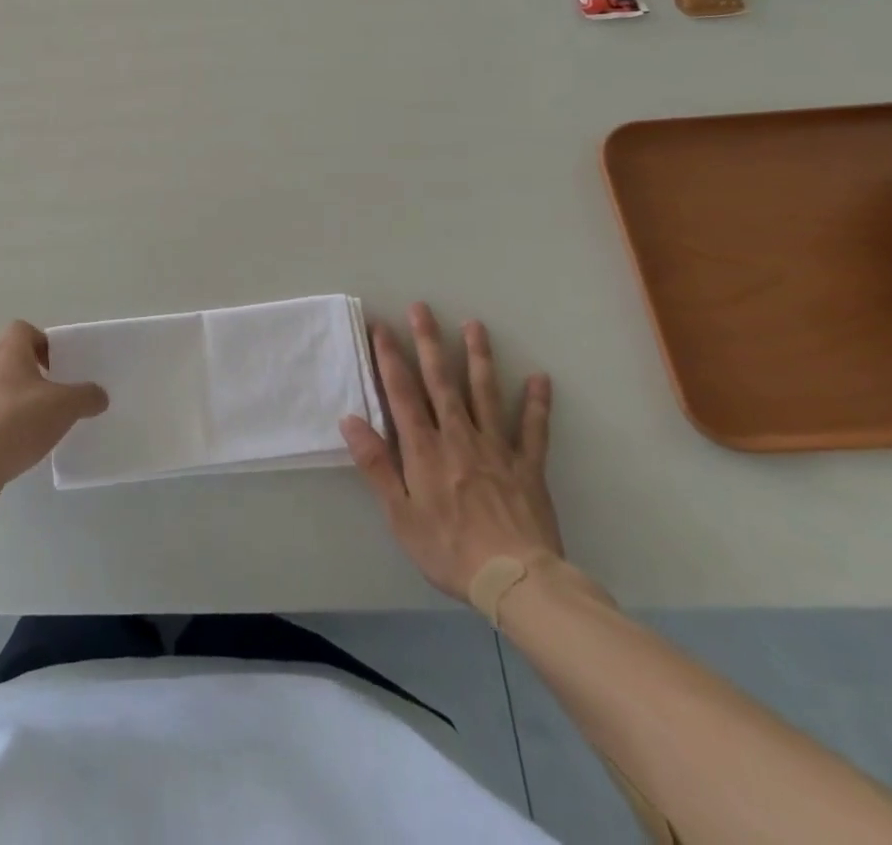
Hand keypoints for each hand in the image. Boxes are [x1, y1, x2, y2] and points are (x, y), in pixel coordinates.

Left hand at [0, 321, 107, 503]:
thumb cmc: (17, 422)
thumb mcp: (64, 407)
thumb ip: (86, 397)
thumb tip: (99, 395)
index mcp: (8, 352)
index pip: (23, 329)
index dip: (43, 342)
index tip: (59, 366)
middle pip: (13, 359)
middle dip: (36, 375)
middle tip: (57, 395)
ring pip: (1, 387)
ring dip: (20, 400)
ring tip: (41, 424)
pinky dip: (6, 423)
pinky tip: (20, 445)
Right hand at [341, 303, 560, 601]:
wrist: (516, 582)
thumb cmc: (448, 550)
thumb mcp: (399, 514)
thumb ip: (375, 464)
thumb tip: (350, 419)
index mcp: (424, 449)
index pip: (401, 392)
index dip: (390, 357)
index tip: (381, 327)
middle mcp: (458, 437)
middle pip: (441, 381)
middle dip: (429, 342)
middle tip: (423, 308)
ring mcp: (496, 448)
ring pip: (485, 393)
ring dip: (479, 357)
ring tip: (475, 326)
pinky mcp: (528, 466)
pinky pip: (533, 429)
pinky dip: (536, 403)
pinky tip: (540, 378)